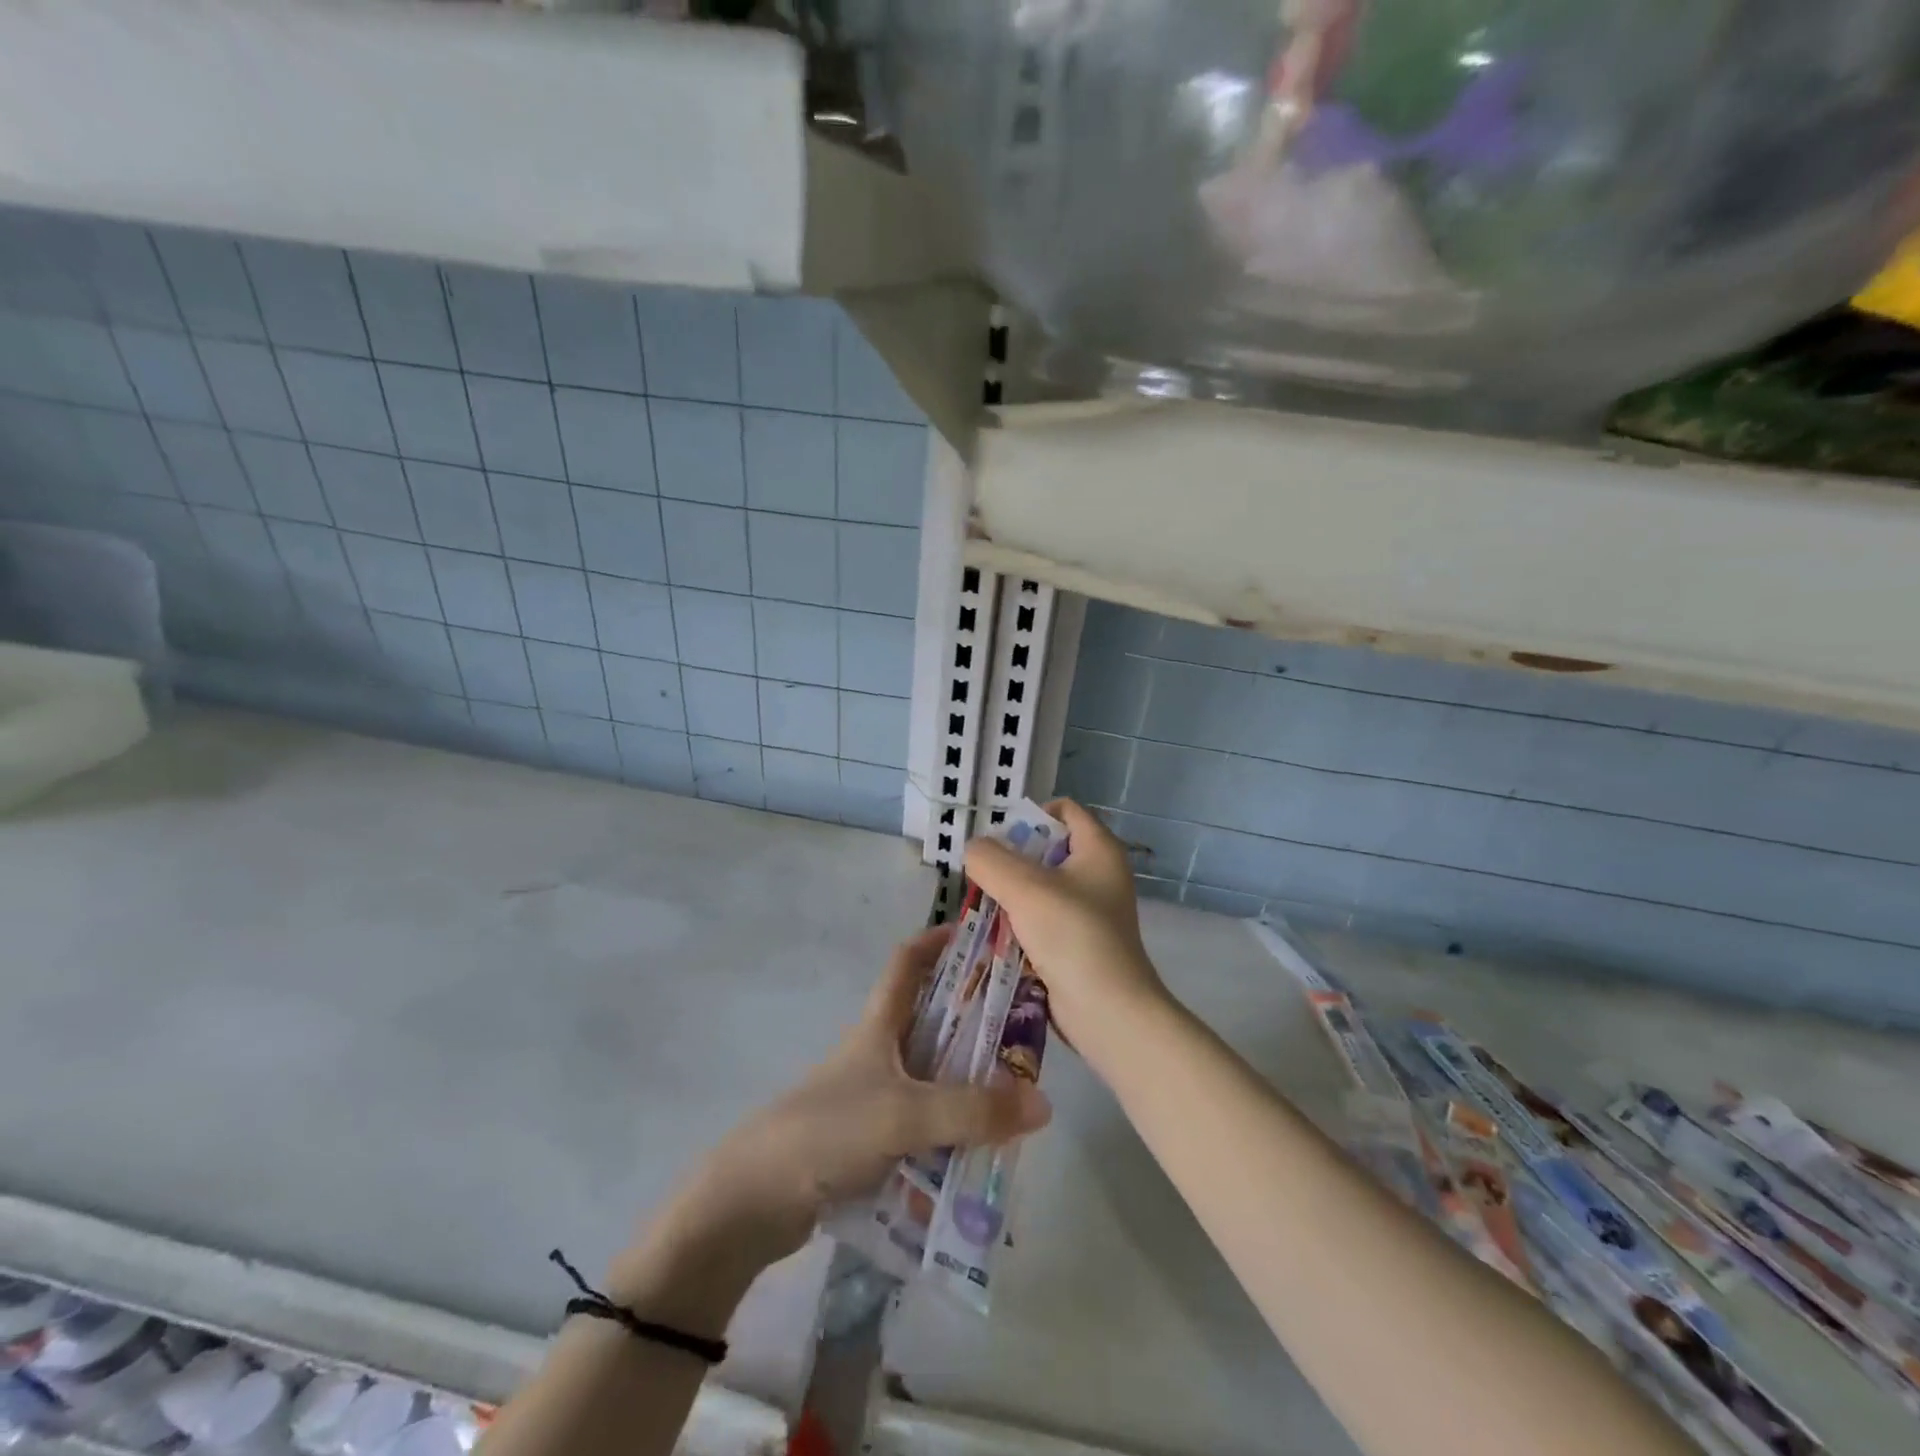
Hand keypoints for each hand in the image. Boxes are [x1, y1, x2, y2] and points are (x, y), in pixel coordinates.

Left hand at [655, 927, 1052, 1273]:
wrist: (754, 1200)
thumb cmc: (828, 1131)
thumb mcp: (904, 1114)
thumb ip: (972, 1111)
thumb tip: (1043, 1103)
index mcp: (878, 1026)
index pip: (907, 962)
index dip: (938, 941)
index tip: (979, 934)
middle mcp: (876, 1052)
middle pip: (930, 1020)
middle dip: (973, 1020)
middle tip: (1023, 1029)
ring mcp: (870, 1097)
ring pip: (930, 1078)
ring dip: (966, 1084)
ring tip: (1016, 1100)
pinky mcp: (867, 1140)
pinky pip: (921, 1125)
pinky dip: (949, 1132)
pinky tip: (979, 1154)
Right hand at [964, 800, 1171, 1063]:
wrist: (1108, 1011)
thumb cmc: (1073, 936)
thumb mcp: (1025, 888)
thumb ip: (991, 860)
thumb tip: (974, 850)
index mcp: (1098, 849)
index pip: (1064, 810)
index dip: (1030, 815)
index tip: (998, 838)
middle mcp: (1098, 875)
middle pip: (1046, 850)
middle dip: (1010, 860)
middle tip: (981, 874)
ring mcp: (1089, 911)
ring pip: (1039, 888)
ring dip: (1009, 895)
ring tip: (980, 906)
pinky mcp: (1076, 942)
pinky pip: (1040, 920)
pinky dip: (1018, 923)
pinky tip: (993, 935)